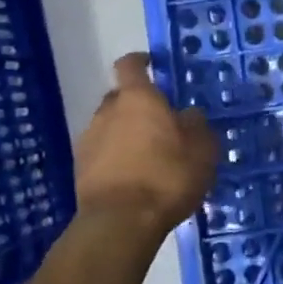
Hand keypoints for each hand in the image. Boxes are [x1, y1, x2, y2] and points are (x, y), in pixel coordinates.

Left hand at [74, 54, 217, 239]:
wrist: (120, 222)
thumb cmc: (167, 176)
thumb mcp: (202, 150)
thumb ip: (197, 126)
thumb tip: (189, 115)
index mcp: (138, 98)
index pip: (130, 65)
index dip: (140, 61)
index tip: (151, 63)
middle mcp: (108, 112)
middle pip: (120, 97)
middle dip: (137, 104)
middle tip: (160, 121)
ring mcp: (89, 140)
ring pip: (109, 126)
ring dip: (126, 133)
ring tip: (148, 154)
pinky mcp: (81, 169)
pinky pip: (102, 152)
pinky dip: (116, 157)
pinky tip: (134, 176)